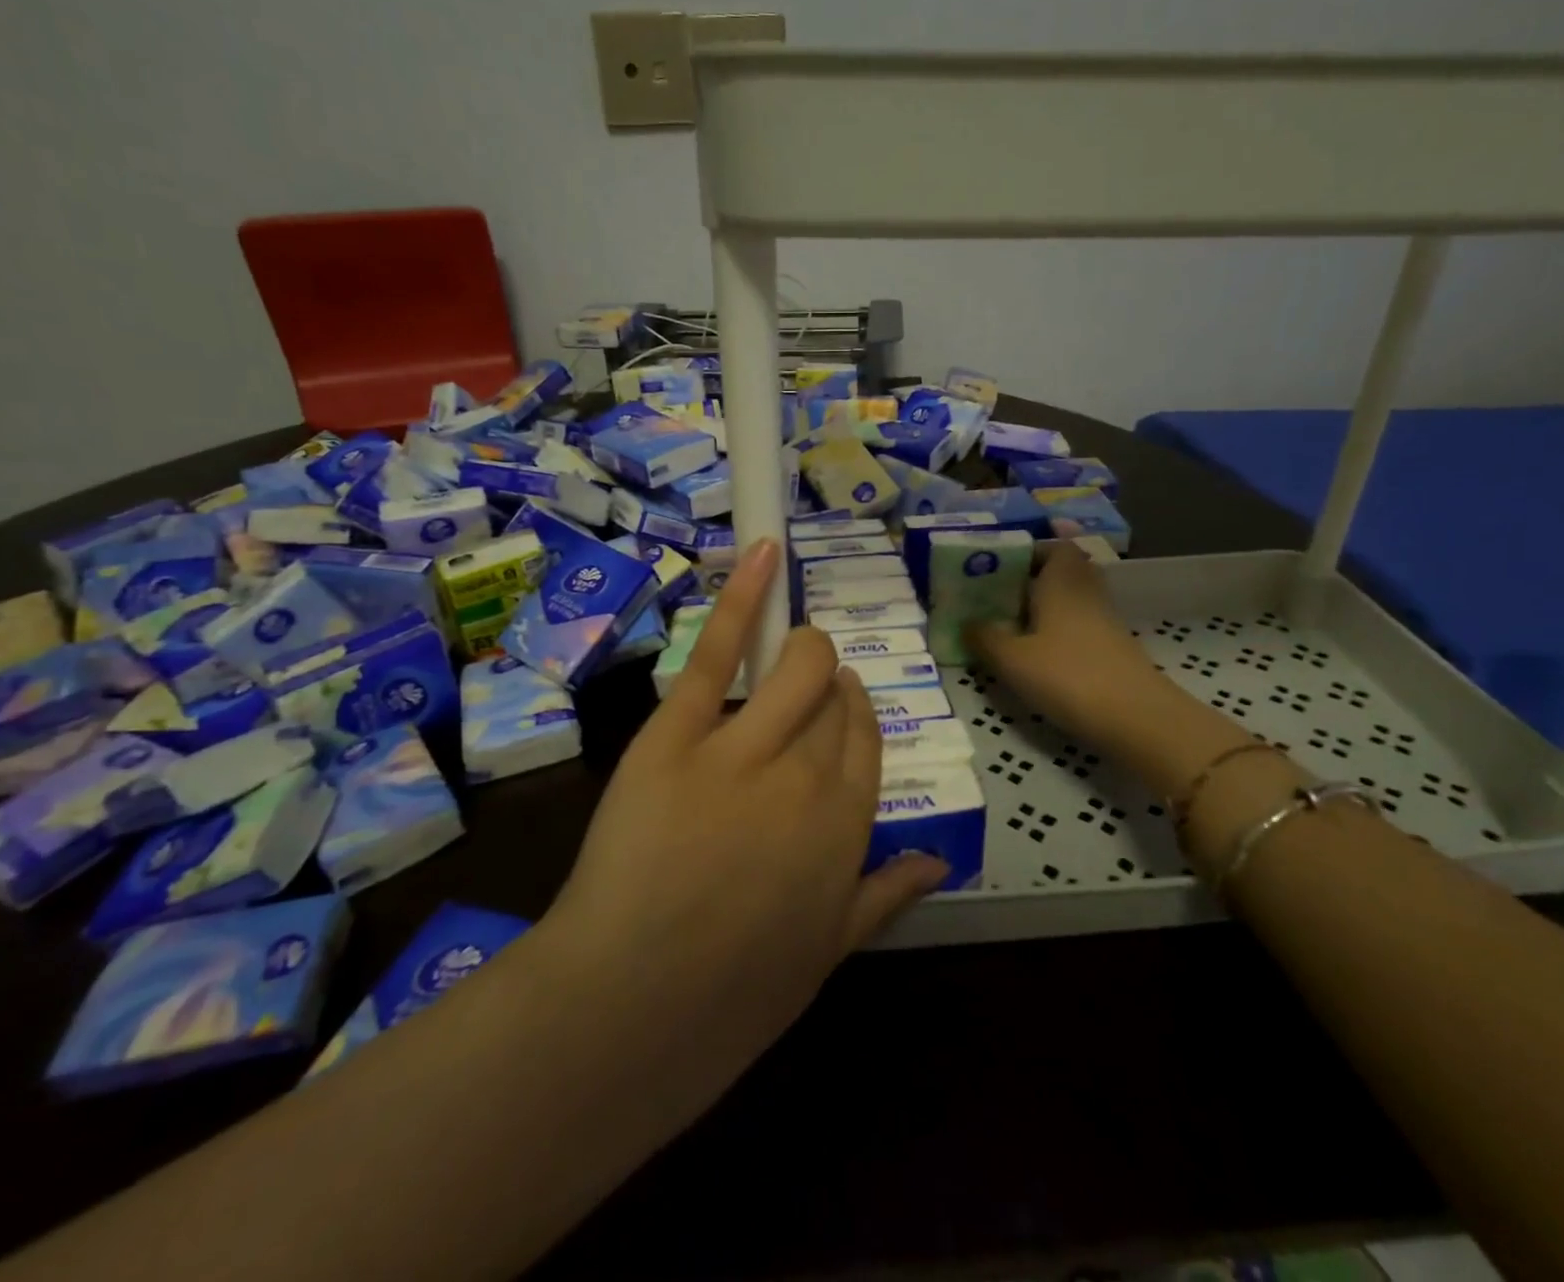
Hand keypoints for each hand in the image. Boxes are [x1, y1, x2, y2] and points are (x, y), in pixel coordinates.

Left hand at [549, 538, 947, 1062]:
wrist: (629, 1009)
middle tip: (802, 685)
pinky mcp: (677, 733)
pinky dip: (742, 598)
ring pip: (793, 666)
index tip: (841, 701)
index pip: (867, 737)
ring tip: (789, 645)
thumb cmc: (731, 995)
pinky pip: (718, 654)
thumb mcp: (827, 954)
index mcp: (848, 824)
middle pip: (832, 695)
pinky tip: (762, 555)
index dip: (854, 711)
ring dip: (799, 648)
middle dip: (824, 680)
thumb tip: (934, 857)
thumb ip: (884, 895)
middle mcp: (809, 772)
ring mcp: (743, 747)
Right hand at [966, 542, 1162, 746]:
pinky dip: (1060, 633)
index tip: (999, 569)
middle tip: (1000, 598)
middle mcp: (1086, 592)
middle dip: (1033, 581)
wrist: (1137, 719)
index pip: (1053, 547)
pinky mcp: (1114, 649)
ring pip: (1072, 600)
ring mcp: (1105, 621)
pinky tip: (1038, 656)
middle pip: (1063, 572)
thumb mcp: (1012, 659)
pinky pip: (1080, 626)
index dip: (1028, 552)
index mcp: (1062, 581)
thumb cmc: (1068, 676)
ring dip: (1046, 609)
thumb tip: (967, 623)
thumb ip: (984, 637)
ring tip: (1012, 629)